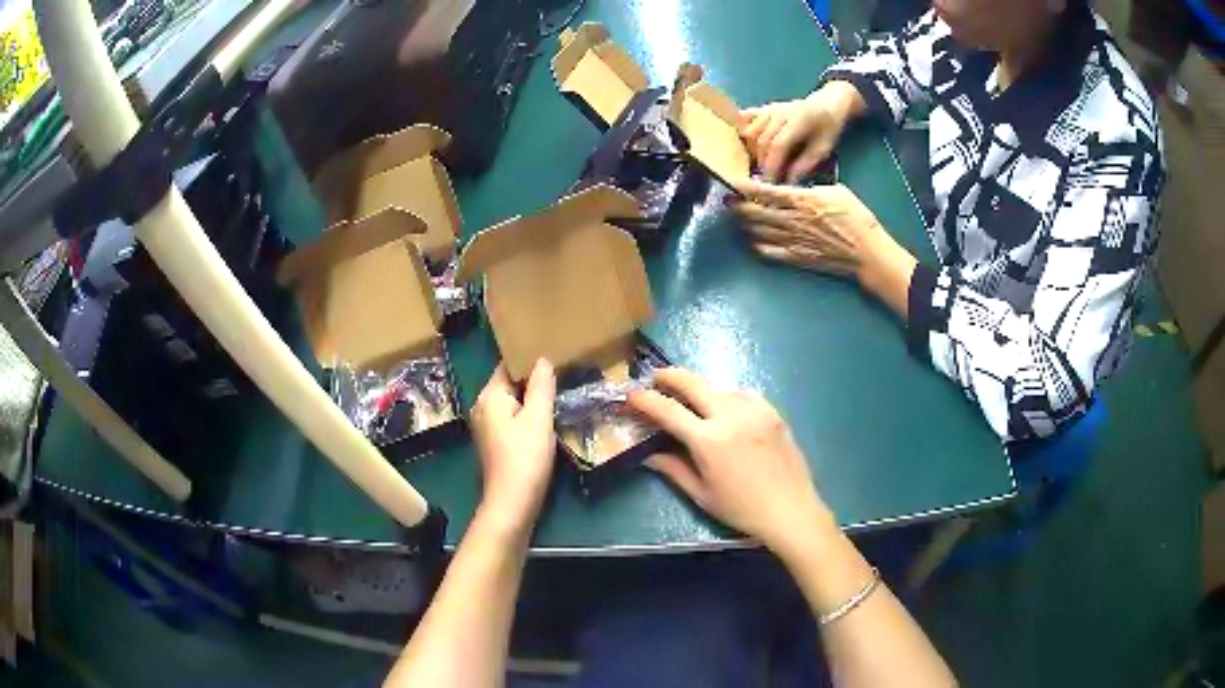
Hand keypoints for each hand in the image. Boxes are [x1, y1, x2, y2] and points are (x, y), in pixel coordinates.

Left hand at [470, 360, 556, 533]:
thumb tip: (542, 359)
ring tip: (556, 391)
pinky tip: (544, 418)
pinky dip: (525, 414)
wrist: (512, 502)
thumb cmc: (526, 457)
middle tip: (560, 371)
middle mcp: (482, 407)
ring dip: (530, 398)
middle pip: (508, 383)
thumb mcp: (539, 418)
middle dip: (531, 378)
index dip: (529, 359)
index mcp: (489, 396)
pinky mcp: (495, 442)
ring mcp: (487, 426)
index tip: (553, 353)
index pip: (508, 366)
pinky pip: (511, 418)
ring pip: (511, 402)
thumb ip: (541, 386)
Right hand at [628, 368, 832, 551]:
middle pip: (694, 383)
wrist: (790, 510)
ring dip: (702, 390)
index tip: (632, 394)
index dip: (645, 400)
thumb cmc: (742, 509)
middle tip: (656, 377)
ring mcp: (755, 411)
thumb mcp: (702, 494)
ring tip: (695, 403)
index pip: (668, 411)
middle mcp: (731, 417)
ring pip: (720, 387)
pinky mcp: (773, 413)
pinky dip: (730, 396)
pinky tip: (728, 409)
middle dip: (670, 376)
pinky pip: (745, 394)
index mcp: (709, 441)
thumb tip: (649, 455)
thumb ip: (673, 470)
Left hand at [732, 180, 917, 315]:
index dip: (745, 187)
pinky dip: (757, 245)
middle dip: (737, 206)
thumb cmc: (857, 218)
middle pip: (754, 212)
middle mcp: (792, 219)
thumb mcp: (837, 191)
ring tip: (738, 219)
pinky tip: (754, 240)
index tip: (732, 183)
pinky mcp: (795, 258)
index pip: (765, 191)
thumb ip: (813, 188)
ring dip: (745, 224)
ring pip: (757, 231)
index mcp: (802, 200)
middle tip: (729, 202)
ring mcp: (792, 240)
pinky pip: (768, 252)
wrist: (866, 253)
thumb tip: (798, 187)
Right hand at [740, 82, 860, 182]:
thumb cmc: (826, 129)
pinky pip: (745, 120)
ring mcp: (769, 108)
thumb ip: (806, 163)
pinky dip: (742, 133)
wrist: (825, 105)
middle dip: (762, 163)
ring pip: (750, 132)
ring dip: (751, 152)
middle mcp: (780, 112)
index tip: (770, 184)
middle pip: (762, 140)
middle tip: (766, 180)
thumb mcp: (824, 148)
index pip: (778, 145)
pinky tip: (745, 147)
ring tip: (759, 166)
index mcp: (799, 120)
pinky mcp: (762, 108)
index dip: (772, 166)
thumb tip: (788, 181)